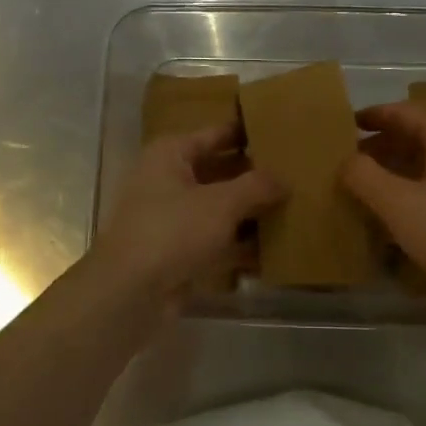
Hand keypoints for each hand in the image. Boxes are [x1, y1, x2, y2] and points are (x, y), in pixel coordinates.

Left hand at [90, 123, 284, 304]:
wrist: (129, 294)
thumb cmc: (172, 231)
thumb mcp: (221, 203)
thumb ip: (257, 186)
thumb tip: (284, 179)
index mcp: (170, 155)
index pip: (215, 134)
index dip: (246, 133)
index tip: (281, 131)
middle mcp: (168, 181)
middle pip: (219, 172)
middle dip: (254, 177)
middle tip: (296, 174)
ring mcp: (172, 220)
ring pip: (220, 210)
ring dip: (251, 214)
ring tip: (294, 210)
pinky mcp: (178, 254)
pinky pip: (216, 242)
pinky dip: (241, 246)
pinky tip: (274, 251)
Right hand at [343, 102, 425, 303]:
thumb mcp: (398, 203)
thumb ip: (364, 176)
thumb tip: (346, 160)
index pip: (404, 112)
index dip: (372, 116)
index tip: (342, 124)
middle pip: (416, 134)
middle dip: (380, 144)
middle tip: (345, 159)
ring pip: (425, 161)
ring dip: (393, 168)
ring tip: (361, 184)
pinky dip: (409, 188)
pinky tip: (390, 210)